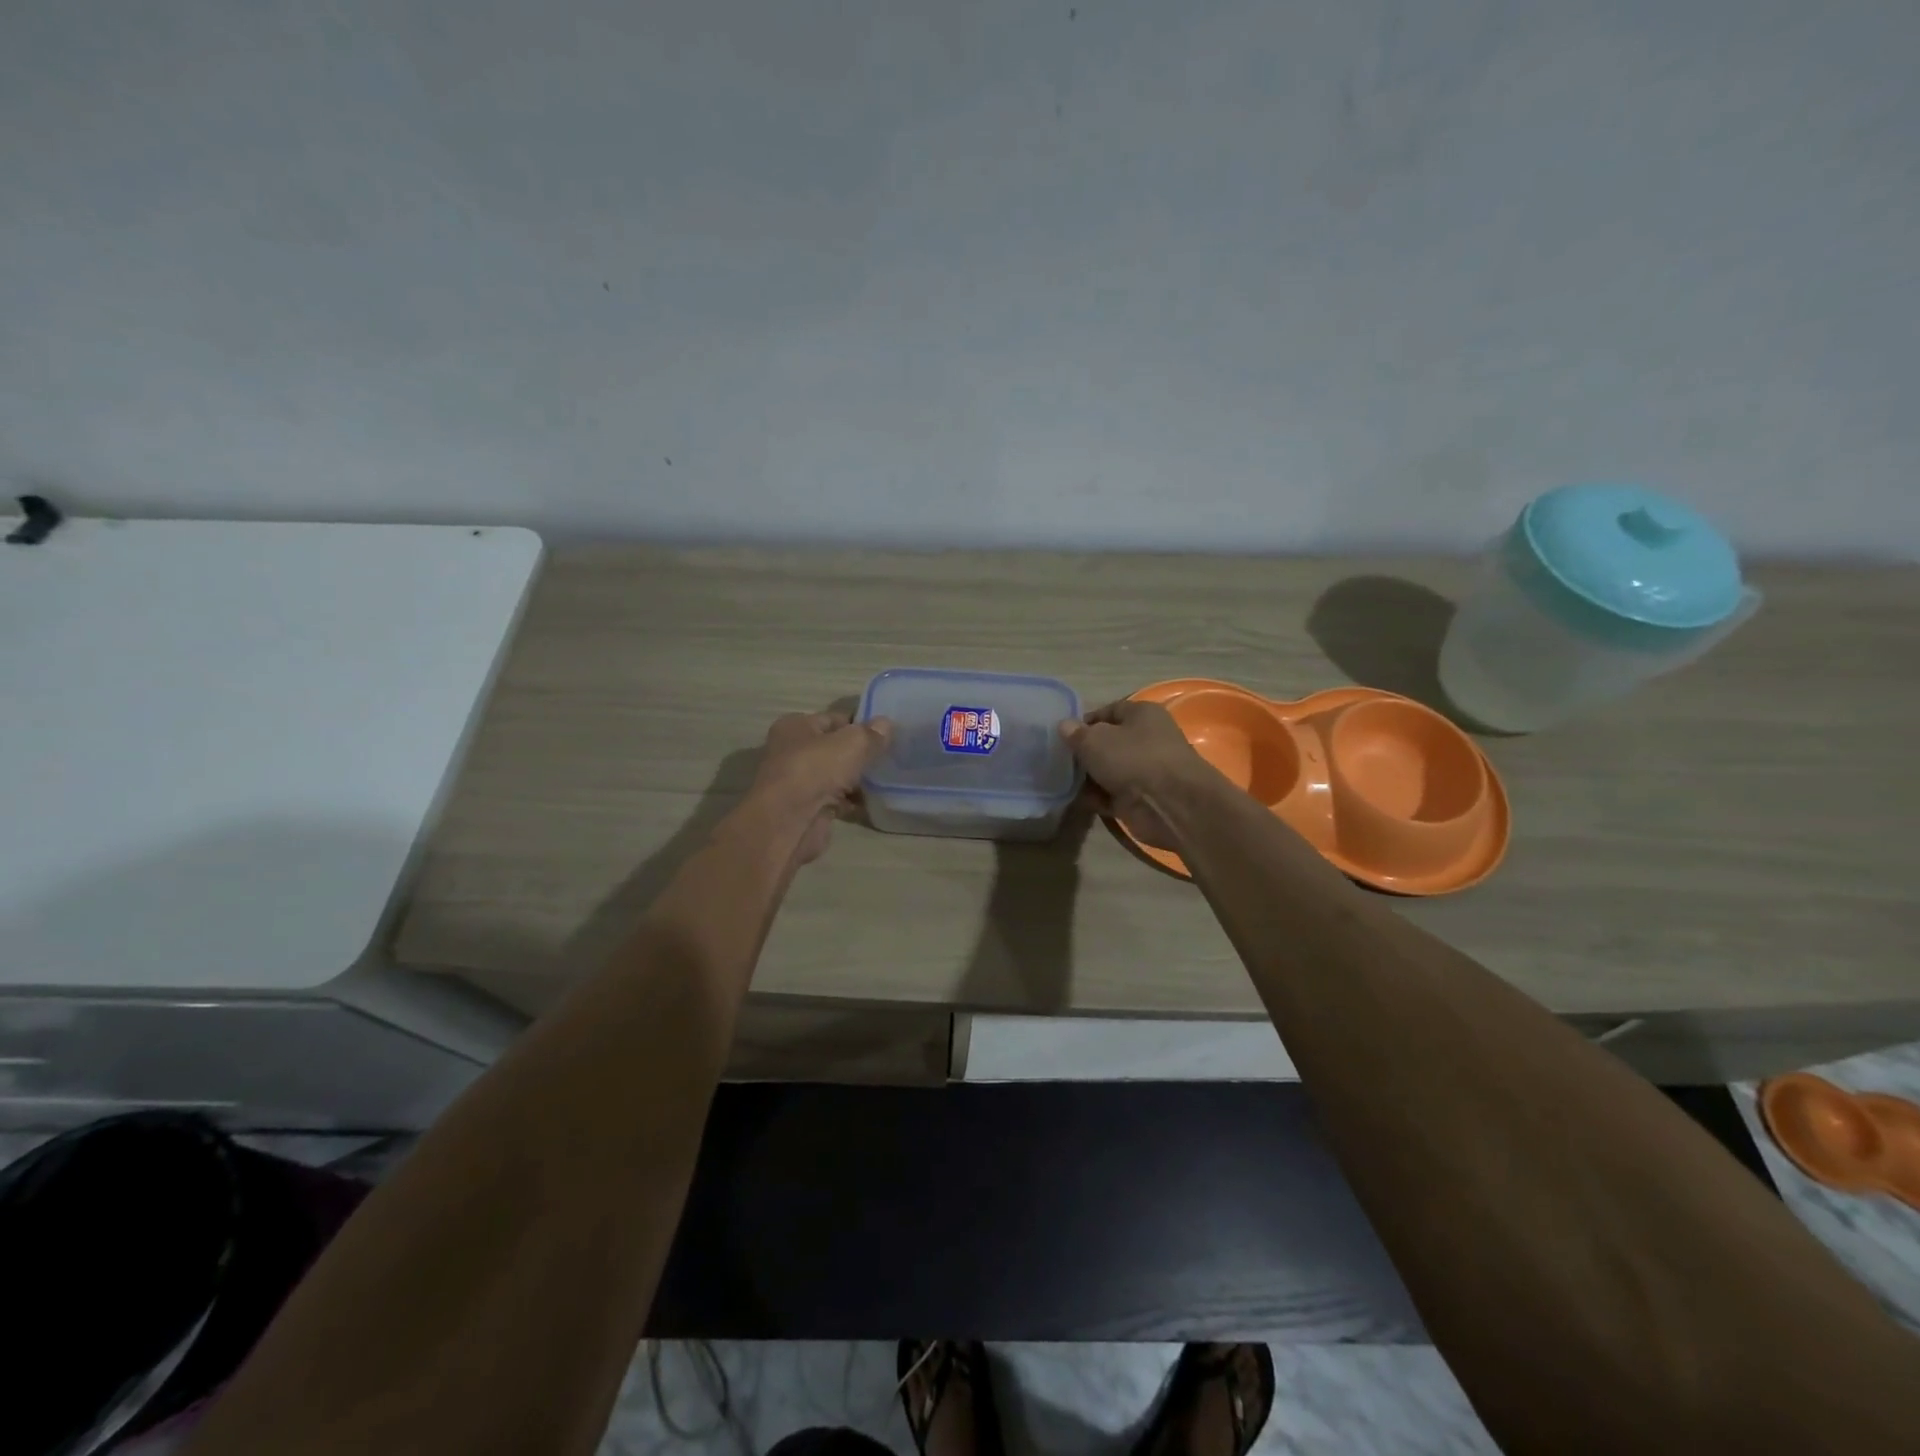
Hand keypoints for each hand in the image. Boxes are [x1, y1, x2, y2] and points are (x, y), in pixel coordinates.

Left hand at [751, 710, 892, 863]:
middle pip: (835, 749)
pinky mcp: (808, 809)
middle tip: (890, 758)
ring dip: (858, 780)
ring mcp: (799, 782)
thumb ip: (871, 734)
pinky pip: (836, 800)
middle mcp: (792, 751)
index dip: (859, 725)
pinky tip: (874, 802)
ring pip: (837, 776)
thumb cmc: (816, 769)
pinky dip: (853, 802)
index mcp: (795, 727)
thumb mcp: (852, 743)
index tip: (886, 734)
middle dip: (860, 754)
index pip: (833, 719)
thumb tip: (886, 724)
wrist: (790, 822)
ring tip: (887, 780)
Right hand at [1058, 699, 1212, 849]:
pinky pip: (1113, 794)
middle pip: (1108, 743)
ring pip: (1109, 770)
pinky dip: (1098, 797)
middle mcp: (1146, 739)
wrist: (1170, 804)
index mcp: (1142, 714)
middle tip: (1059, 761)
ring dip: (1088, 777)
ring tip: (1063, 781)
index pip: (1108, 711)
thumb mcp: (1095, 740)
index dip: (1084, 722)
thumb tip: (1064, 726)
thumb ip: (1076, 733)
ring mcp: (1145, 770)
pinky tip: (1079, 800)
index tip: (1062, 735)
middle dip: (1084, 753)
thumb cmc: (1133, 758)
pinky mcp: (1142, 798)